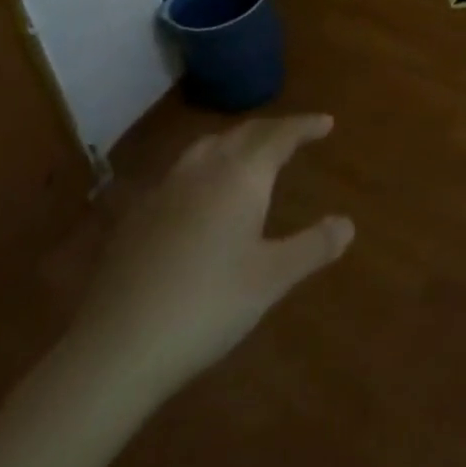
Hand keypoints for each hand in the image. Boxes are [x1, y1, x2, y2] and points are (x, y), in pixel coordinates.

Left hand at [68, 114, 353, 403]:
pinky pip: (183, 170)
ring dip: (237, 141)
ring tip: (250, 151)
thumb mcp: (271, 279)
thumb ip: (312, 247)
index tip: (326, 122)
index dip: (305, 126)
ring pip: (210, 146)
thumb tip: (347, 223)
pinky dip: (207, 165)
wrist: (117, 344)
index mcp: (242, 175)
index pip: (280, 135)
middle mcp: (206, 167)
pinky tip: (201, 192)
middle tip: (294, 134)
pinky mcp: (139, 211)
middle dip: (273, 129)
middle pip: (245, 133)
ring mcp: (168, 186)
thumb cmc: (207, 305)